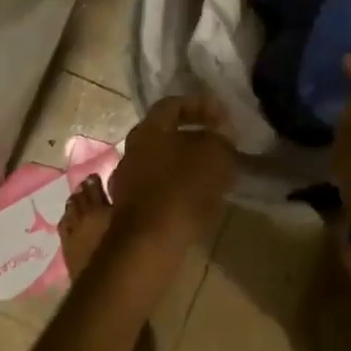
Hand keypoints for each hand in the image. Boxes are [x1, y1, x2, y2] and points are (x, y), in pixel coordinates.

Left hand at [109, 95, 237, 265]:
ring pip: (161, 162)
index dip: (201, 105)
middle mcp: (132, 149)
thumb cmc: (182, 189)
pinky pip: (158, 188)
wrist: (149, 245)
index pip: (173, 104)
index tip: (224, 116)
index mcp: (149, 128)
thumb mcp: (215, 155)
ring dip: (185, 163)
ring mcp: (126, 181)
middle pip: (165, 134)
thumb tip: (221, 131)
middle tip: (218, 142)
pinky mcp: (129, 210)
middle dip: (193, 135)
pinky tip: (196, 197)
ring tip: (211, 173)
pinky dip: (177, 187)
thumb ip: (221, 137)